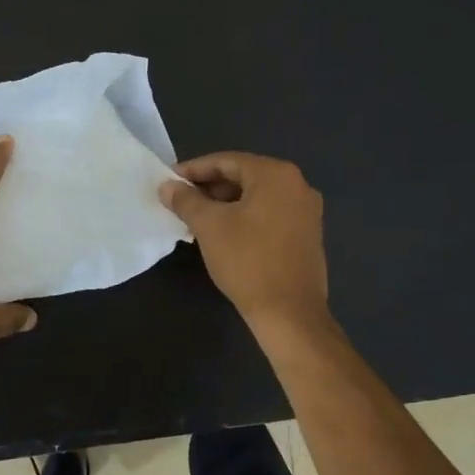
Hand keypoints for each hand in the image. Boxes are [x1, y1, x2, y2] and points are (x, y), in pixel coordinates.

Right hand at [159, 152, 328, 332]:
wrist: (289, 313)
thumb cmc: (248, 261)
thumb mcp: (209, 226)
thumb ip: (186, 200)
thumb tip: (167, 186)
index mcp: (276, 174)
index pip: (227, 161)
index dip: (194, 170)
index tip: (169, 181)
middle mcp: (298, 185)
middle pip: (244, 177)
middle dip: (209, 188)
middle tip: (180, 201)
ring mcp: (307, 211)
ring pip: (257, 198)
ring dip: (225, 204)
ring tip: (196, 219)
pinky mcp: (307, 235)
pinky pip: (269, 215)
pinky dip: (244, 218)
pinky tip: (223, 234)